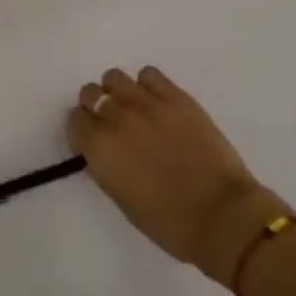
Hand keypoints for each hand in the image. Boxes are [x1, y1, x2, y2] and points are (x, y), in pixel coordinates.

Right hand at [69, 67, 291, 287]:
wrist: (221, 214)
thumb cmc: (168, 222)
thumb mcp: (121, 198)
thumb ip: (106, 165)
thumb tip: (106, 149)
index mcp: (99, 148)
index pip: (75, 120)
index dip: (83, 131)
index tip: (93, 142)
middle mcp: (116, 117)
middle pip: (90, 93)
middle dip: (96, 107)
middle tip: (113, 125)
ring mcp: (147, 103)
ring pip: (115, 77)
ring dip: (118, 92)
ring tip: (135, 110)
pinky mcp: (176, 96)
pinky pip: (150, 74)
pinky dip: (147, 85)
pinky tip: (158, 103)